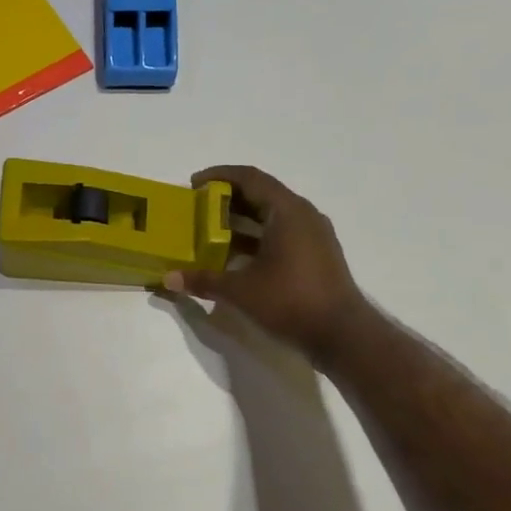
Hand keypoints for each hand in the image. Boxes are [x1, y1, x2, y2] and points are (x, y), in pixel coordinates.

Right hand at [164, 165, 363, 360]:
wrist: (341, 333)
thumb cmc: (290, 301)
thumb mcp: (240, 290)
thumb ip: (204, 280)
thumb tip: (169, 278)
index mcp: (286, 211)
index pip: (250, 178)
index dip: (219, 176)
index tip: (193, 185)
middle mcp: (303, 215)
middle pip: (261, 194)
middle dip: (227, 198)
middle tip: (197, 208)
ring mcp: (313, 235)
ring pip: (271, 215)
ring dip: (241, 219)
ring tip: (210, 232)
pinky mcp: (316, 254)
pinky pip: (281, 233)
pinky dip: (257, 237)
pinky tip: (236, 257)